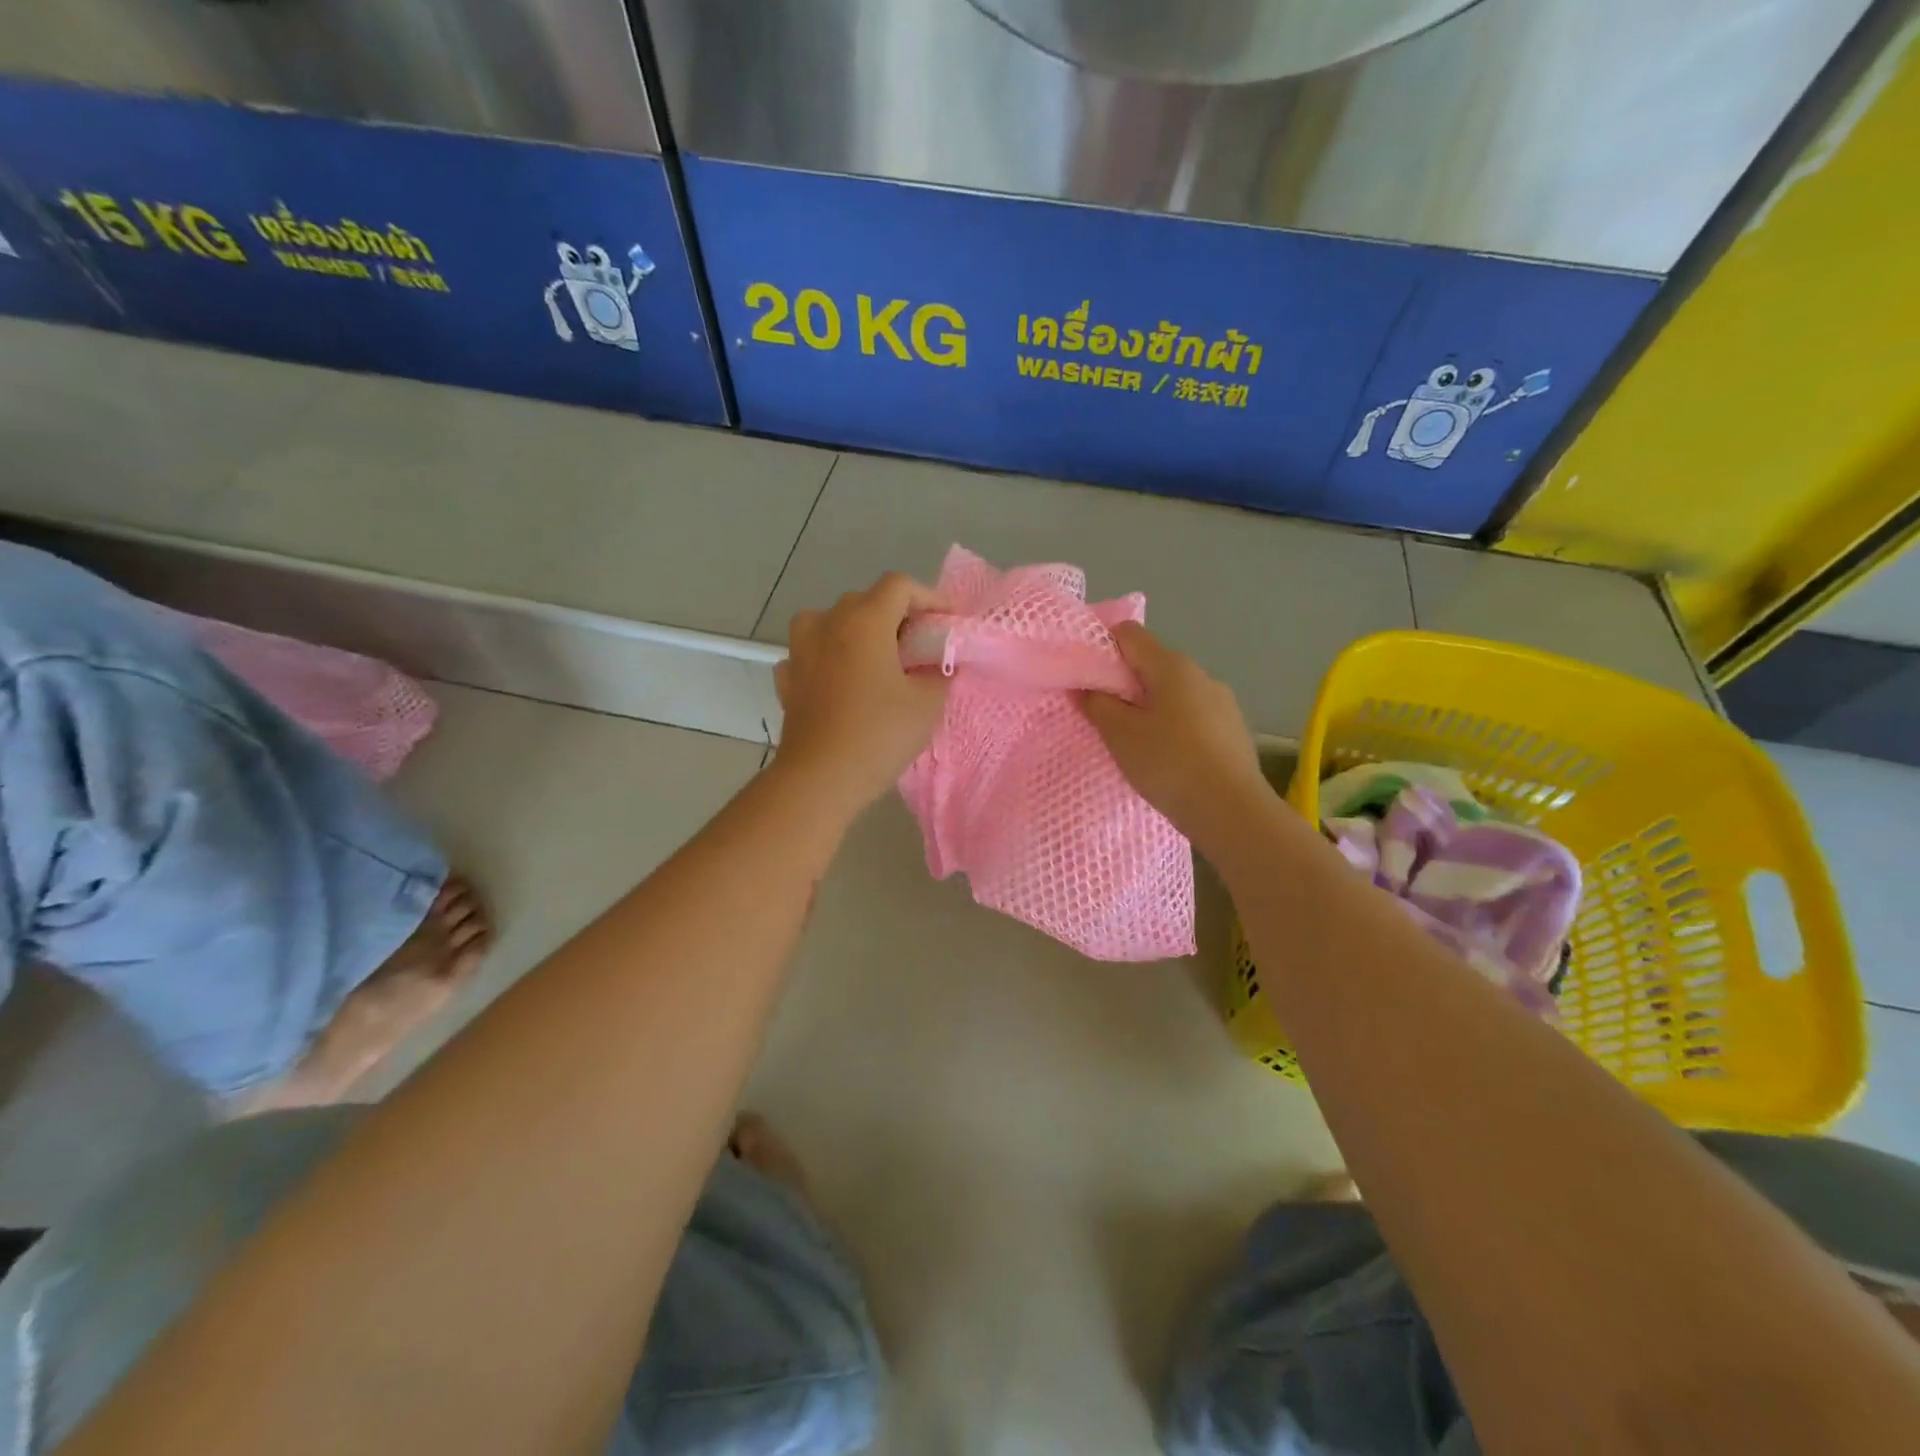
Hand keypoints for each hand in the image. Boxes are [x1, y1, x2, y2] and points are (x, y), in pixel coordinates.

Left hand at [772, 572, 950, 816]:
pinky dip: (829, 658)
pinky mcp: (787, 678)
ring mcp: (800, 650)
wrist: (819, 778)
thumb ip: (939, 673)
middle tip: (918, 646)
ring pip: (831, 622)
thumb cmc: (878, 735)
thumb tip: (936, 664)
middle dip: (895, 616)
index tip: (947, 622)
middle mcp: (828, 623)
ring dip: (856, 631)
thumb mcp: (926, 704)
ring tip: (876, 659)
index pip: (899, 586)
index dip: (929, 597)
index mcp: (865, 620)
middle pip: (865, 600)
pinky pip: (811, 653)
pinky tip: (841, 681)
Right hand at [1080, 622, 1270, 845]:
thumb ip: (1097, 704)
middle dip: (1124, 682)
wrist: (1232, 811)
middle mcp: (1201, 674)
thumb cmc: (1169, 764)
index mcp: (1172, 666)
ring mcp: (1222, 702)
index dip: (1102, 647)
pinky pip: (1192, 715)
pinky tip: (1166, 757)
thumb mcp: (1120, 735)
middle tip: (1103, 715)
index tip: (1086, 678)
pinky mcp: (1233, 729)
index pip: (1129, 633)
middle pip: (1152, 663)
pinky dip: (1173, 726)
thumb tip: (1085, 686)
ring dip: (1149, 706)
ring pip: (1173, 692)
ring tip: (1134, 742)